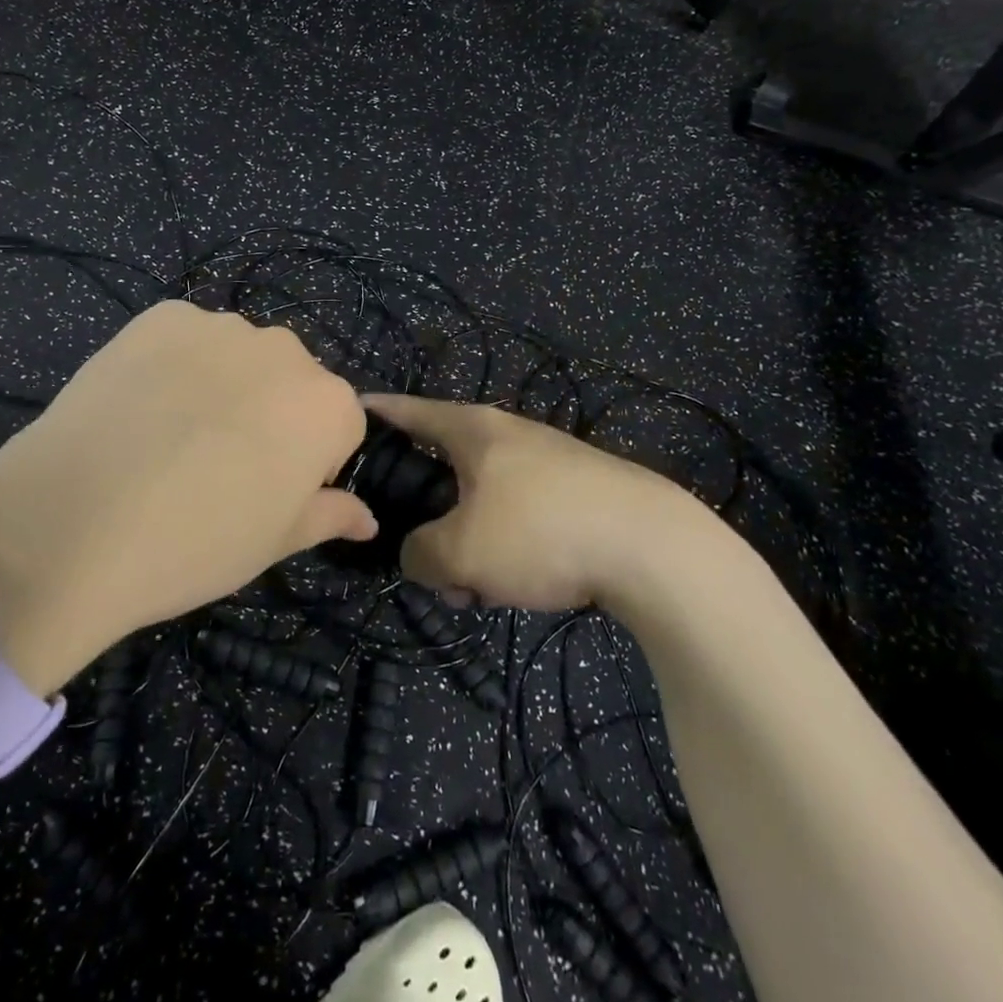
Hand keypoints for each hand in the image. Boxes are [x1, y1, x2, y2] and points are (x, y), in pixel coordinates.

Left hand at [0, 303, 372, 693]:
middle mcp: (286, 350)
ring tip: (172, 436)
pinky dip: (175, 364)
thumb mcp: (274, 542)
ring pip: (239, 356)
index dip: (311, 463)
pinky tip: (141, 406)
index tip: (270, 492)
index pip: (340, 426)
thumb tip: (367, 518)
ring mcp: (220, 326)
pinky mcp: (161, 316)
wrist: (73, 524)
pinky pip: (186, 338)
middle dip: (271, 415)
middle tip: (220, 465)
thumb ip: (329, 516)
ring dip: (224, 385)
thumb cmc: (195, 543)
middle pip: (292, 382)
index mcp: (327, 405)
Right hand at [364, 394, 722, 609]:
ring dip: (470, 543)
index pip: (410, 411)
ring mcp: (548, 461)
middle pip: (446, 467)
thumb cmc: (540, 531)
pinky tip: (521, 584)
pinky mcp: (578, 491)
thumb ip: (419, 554)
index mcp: (473, 430)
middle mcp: (509, 434)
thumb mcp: (460, 552)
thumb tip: (420, 555)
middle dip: (429, 516)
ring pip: (484, 501)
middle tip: (424, 559)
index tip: (350, 412)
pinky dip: (507, 546)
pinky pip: (520, 516)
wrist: (653, 547)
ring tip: (478, 590)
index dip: (377, 413)